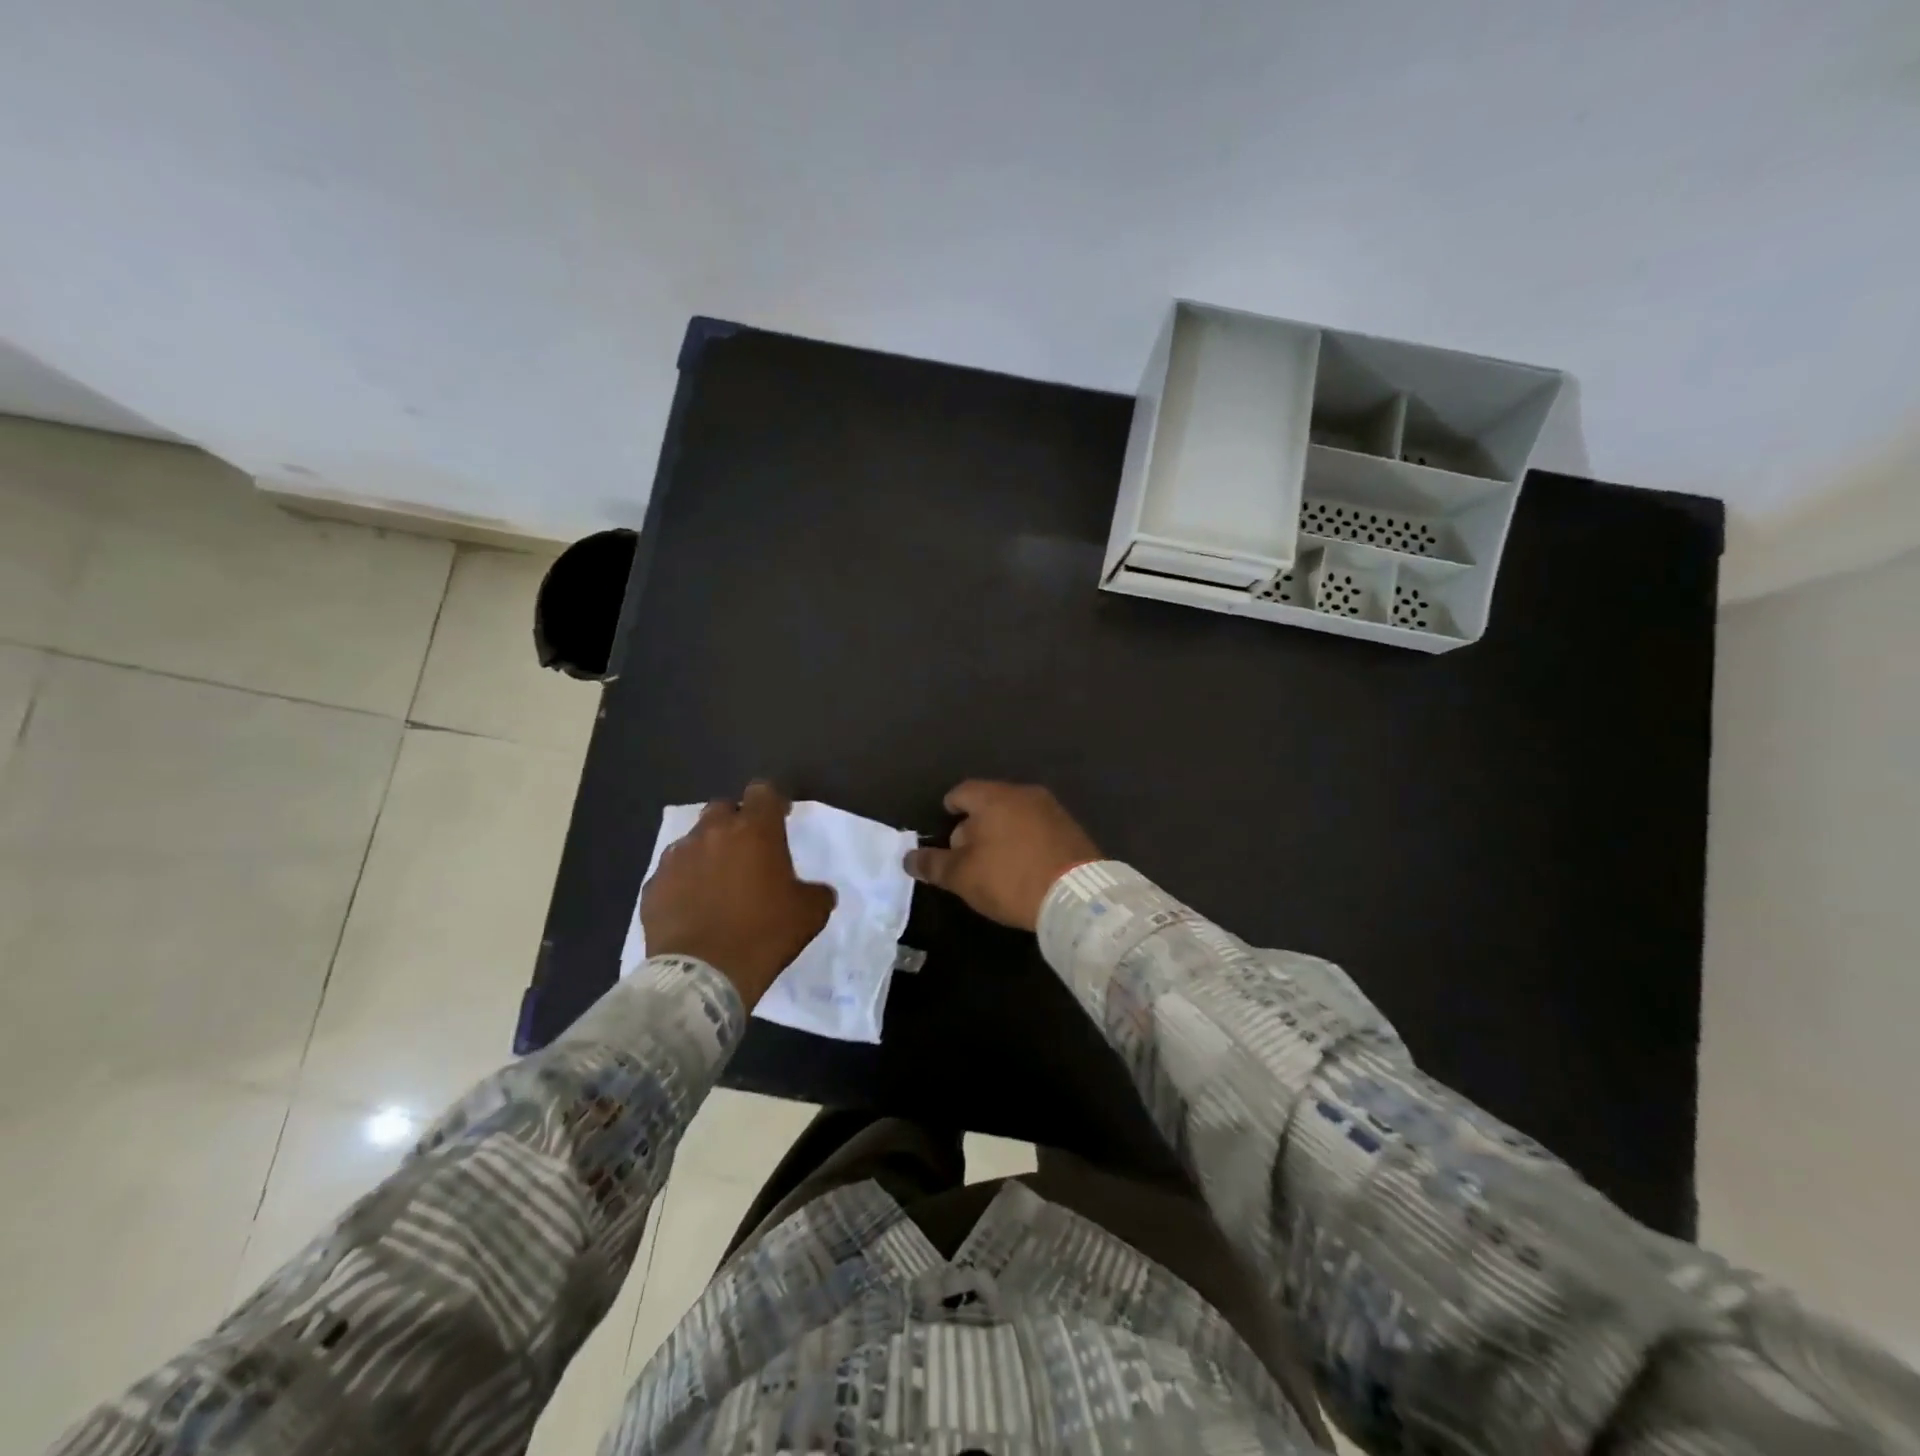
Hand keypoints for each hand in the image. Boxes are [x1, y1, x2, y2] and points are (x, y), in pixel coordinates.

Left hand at [640, 781, 835, 1008]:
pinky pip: (672, 873)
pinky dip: (684, 881)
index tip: (780, 818)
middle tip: (747, 849)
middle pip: (723, 808)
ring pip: (694, 840)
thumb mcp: (809, 913)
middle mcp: (713, 833)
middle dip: (735, 822)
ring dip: (708, 852)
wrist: (703, 974)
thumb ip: (816, 892)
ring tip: (717, 881)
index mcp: (755, 830)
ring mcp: (677, 857)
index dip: (772, 802)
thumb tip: (819, 892)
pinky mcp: (653, 885)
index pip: (763, 792)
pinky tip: (692, 906)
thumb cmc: (763, 933)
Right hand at [904, 780, 1100, 931]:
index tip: (944, 829)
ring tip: (995, 864)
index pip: (962, 792)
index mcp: (994, 797)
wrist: (1077, 896)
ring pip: (1015, 815)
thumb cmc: (1010, 879)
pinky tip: (1024, 866)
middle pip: (989, 803)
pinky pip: (1038, 829)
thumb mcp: (962, 876)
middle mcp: (1024, 794)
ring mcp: (1052, 810)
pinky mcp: (1072, 830)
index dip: (949, 808)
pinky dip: (1025, 841)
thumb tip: (909, 858)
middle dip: (974, 825)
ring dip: (1002, 833)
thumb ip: (933, 864)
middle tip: (966, 855)